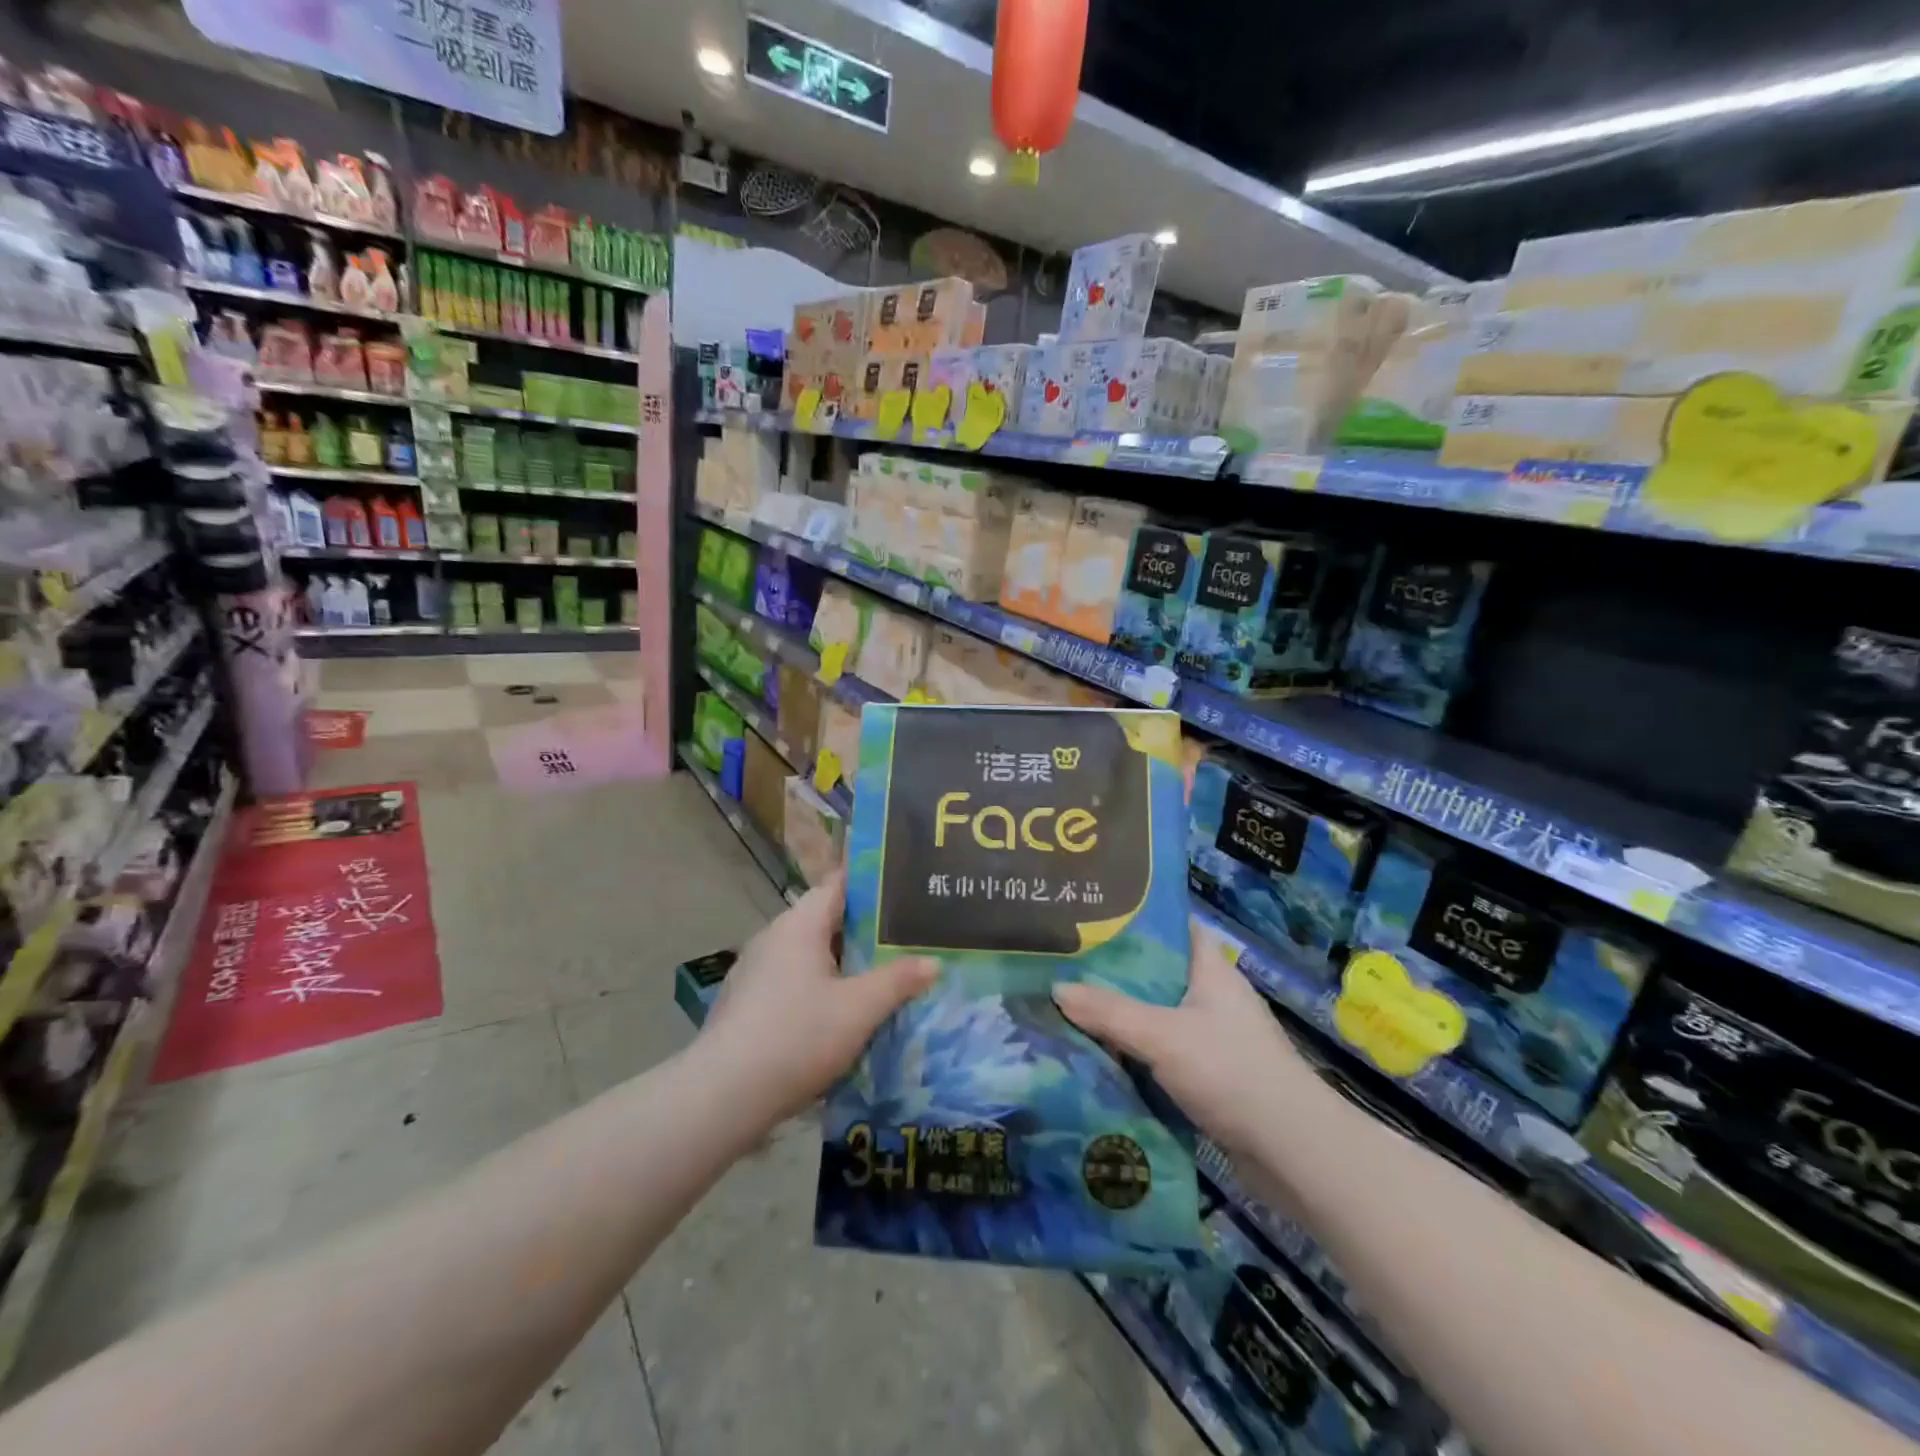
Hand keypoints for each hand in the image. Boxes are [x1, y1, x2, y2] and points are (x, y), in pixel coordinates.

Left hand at [699, 870, 936, 1126]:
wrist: (723, 1097)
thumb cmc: (797, 1037)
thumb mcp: (859, 1009)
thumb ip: (898, 981)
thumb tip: (933, 962)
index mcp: (799, 924)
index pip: (839, 885)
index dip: (873, 885)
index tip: (905, 890)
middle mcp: (773, 937)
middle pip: (825, 920)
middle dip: (864, 930)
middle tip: (905, 939)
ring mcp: (754, 971)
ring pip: (808, 955)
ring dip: (841, 963)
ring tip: (879, 976)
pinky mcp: (745, 1004)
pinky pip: (792, 981)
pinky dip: (818, 988)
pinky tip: (838, 1015)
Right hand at [1052, 925, 1310, 1156]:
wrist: (1293, 1152)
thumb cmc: (1231, 1072)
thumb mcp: (1162, 1036)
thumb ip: (1108, 1012)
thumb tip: (1056, 988)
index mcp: (1211, 970)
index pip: (1173, 927)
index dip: (1136, 918)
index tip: (1093, 916)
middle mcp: (1214, 997)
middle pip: (1157, 974)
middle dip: (1115, 972)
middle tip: (1065, 964)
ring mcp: (1214, 1038)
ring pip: (1157, 1016)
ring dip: (1122, 1017)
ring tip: (1070, 1007)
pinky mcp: (1211, 1076)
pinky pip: (1163, 1052)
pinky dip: (1135, 1052)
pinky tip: (1099, 1055)